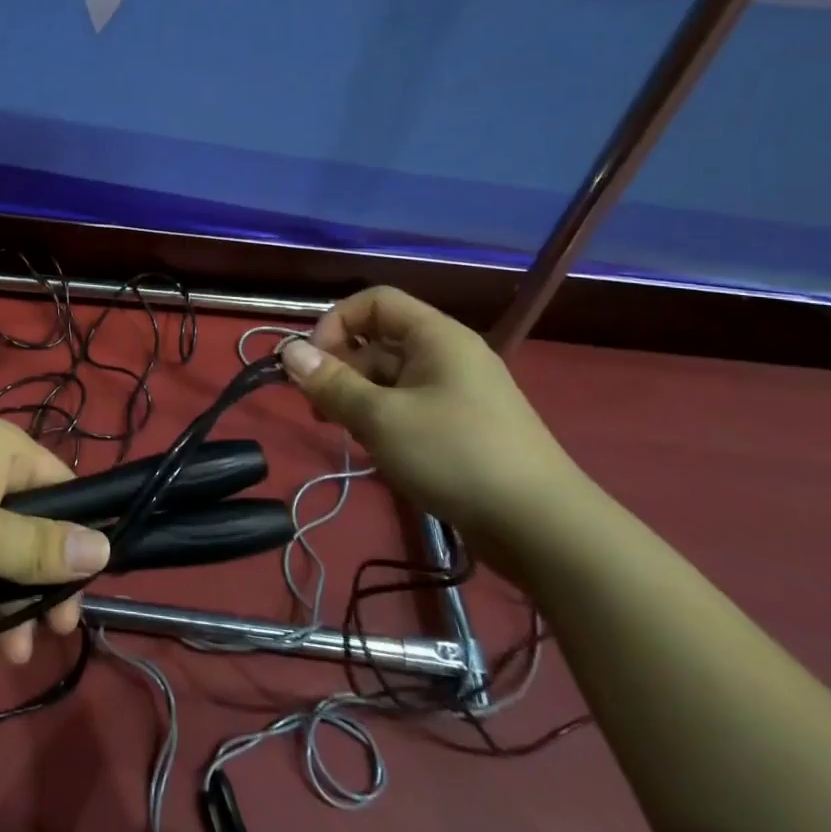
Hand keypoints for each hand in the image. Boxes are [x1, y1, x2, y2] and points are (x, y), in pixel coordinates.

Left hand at [0, 415, 110, 667]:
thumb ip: (42, 548)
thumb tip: (105, 550)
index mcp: (1, 448)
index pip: (62, 489)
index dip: (76, 543)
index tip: (79, 598)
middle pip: (29, 527)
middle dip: (37, 588)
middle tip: (50, 638)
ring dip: (5, 606)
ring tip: (8, 661)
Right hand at [278, 287, 592, 549]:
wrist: (542, 529)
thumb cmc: (455, 456)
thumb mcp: (380, 418)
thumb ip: (331, 383)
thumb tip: (287, 351)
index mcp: (436, 337)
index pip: (375, 302)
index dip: (336, 323)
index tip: (314, 364)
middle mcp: (447, 355)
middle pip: (378, 341)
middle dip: (340, 367)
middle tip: (317, 407)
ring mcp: (457, 393)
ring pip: (389, 378)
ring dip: (356, 397)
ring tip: (340, 431)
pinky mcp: (461, 427)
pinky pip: (407, 405)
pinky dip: (381, 418)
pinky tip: (372, 448)